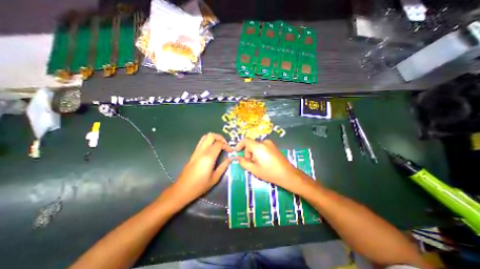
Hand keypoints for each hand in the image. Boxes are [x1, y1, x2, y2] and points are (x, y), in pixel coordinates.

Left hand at [174, 132, 233, 203]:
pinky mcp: (193, 153)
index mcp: (208, 157)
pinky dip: (209, 141)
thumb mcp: (215, 178)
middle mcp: (202, 151)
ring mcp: (196, 151)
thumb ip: (224, 166)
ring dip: (214, 138)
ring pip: (205, 137)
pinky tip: (213, 149)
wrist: (182, 189)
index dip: (227, 146)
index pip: (219, 144)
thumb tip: (231, 158)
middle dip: (220, 138)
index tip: (231, 151)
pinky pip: (201, 142)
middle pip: (211, 135)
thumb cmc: (200, 185)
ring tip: (220, 145)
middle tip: (226, 144)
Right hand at [235, 139, 305, 190]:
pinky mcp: (274, 147)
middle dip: (247, 152)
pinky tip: (263, 161)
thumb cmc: (269, 172)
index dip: (239, 145)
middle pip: (251, 144)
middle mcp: (264, 142)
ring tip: (257, 164)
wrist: (287, 174)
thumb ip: (243, 163)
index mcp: (258, 146)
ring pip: (257, 146)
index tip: (237, 151)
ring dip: (253, 153)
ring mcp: (270, 144)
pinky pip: (263, 147)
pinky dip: (259, 152)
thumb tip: (238, 158)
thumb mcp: (254, 169)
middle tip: (249, 163)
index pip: (245, 141)